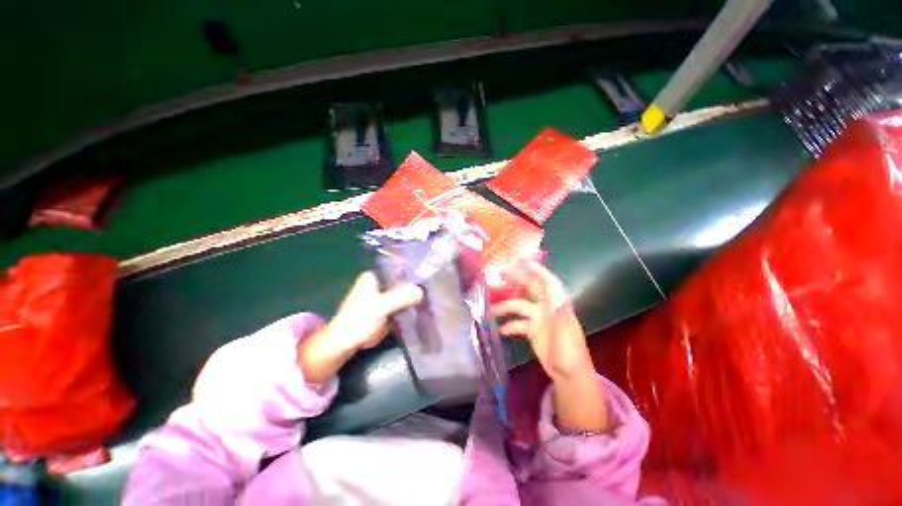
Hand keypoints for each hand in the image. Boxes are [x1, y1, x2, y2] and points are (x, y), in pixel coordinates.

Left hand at [298, 271, 423, 383]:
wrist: (346, 344)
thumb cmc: (358, 321)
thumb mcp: (380, 307)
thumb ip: (400, 297)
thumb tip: (422, 291)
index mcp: (374, 276)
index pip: (397, 267)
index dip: (413, 270)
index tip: (430, 273)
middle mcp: (379, 283)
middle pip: (403, 280)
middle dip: (416, 284)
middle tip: (434, 286)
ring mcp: (384, 297)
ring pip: (404, 292)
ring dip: (416, 295)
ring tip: (434, 295)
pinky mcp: (388, 310)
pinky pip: (403, 304)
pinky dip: (412, 305)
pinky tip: (426, 305)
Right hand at [491, 261, 606, 432]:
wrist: (569, 376)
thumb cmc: (571, 355)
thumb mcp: (567, 336)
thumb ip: (561, 317)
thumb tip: (557, 299)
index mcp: (557, 305)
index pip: (548, 282)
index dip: (537, 270)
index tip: (522, 261)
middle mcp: (546, 307)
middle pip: (531, 287)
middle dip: (518, 277)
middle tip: (501, 272)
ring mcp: (538, 319)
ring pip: (518, 306)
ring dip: (504, 307)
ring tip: (490, 310)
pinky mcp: (532, 330)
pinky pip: (517, 323)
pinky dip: (508, 325)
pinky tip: (500, 331)